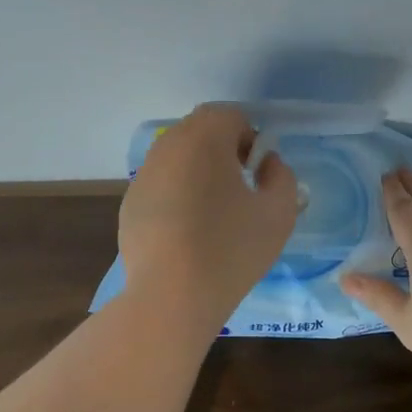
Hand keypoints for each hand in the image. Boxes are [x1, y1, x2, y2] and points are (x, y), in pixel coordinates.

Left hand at [119, 103, 298, 329]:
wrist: (172, 296)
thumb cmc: (231, 249)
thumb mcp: (279, 212)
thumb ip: (282, 176)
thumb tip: (267, 164)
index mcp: (204, 139)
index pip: (229, 115)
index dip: (249, 138)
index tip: (256, 173)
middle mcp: (168, 147)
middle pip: (199, 130)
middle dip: (222, 149)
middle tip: (238, 188)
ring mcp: (143, 174)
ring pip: (177, 156)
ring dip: (198, 170)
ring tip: (213, 211)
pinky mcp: (130, 202)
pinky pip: (160, 183)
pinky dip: (176, 193)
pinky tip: (186, 232)